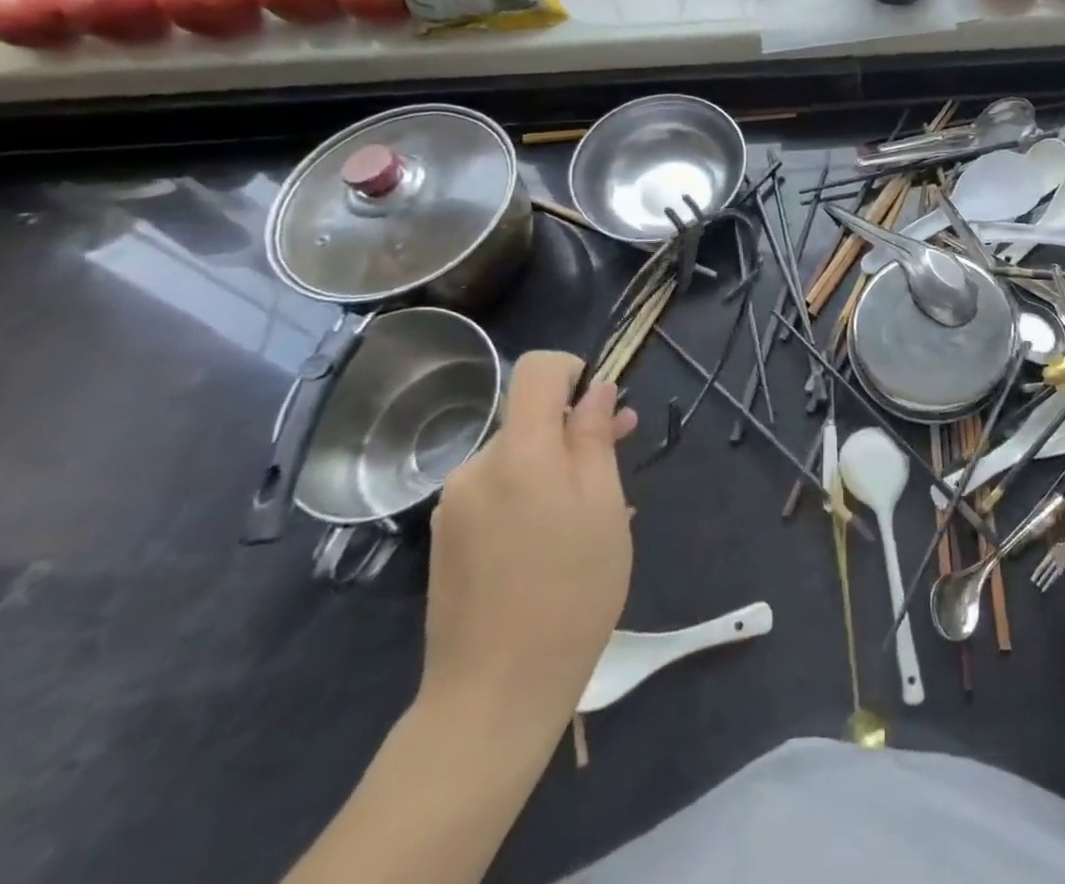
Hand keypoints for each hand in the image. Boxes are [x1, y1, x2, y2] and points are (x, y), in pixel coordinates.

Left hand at [421, 352, 636, 733]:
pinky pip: (496, 491)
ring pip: (514, 457)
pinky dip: (528, 495)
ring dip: (553, 465)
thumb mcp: (605, 507)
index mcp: (519, 452)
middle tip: (618, 455)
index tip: (601, 407)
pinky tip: (554, 539)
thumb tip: (597, 390)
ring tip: (593, 510)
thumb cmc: (571, 592)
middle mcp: (476, 466)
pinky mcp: (446, 538)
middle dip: (572, 427)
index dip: (573, 371)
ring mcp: (454, 505)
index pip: (536, 370)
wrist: (493, 695)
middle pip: (527, 417)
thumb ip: (595, 438)